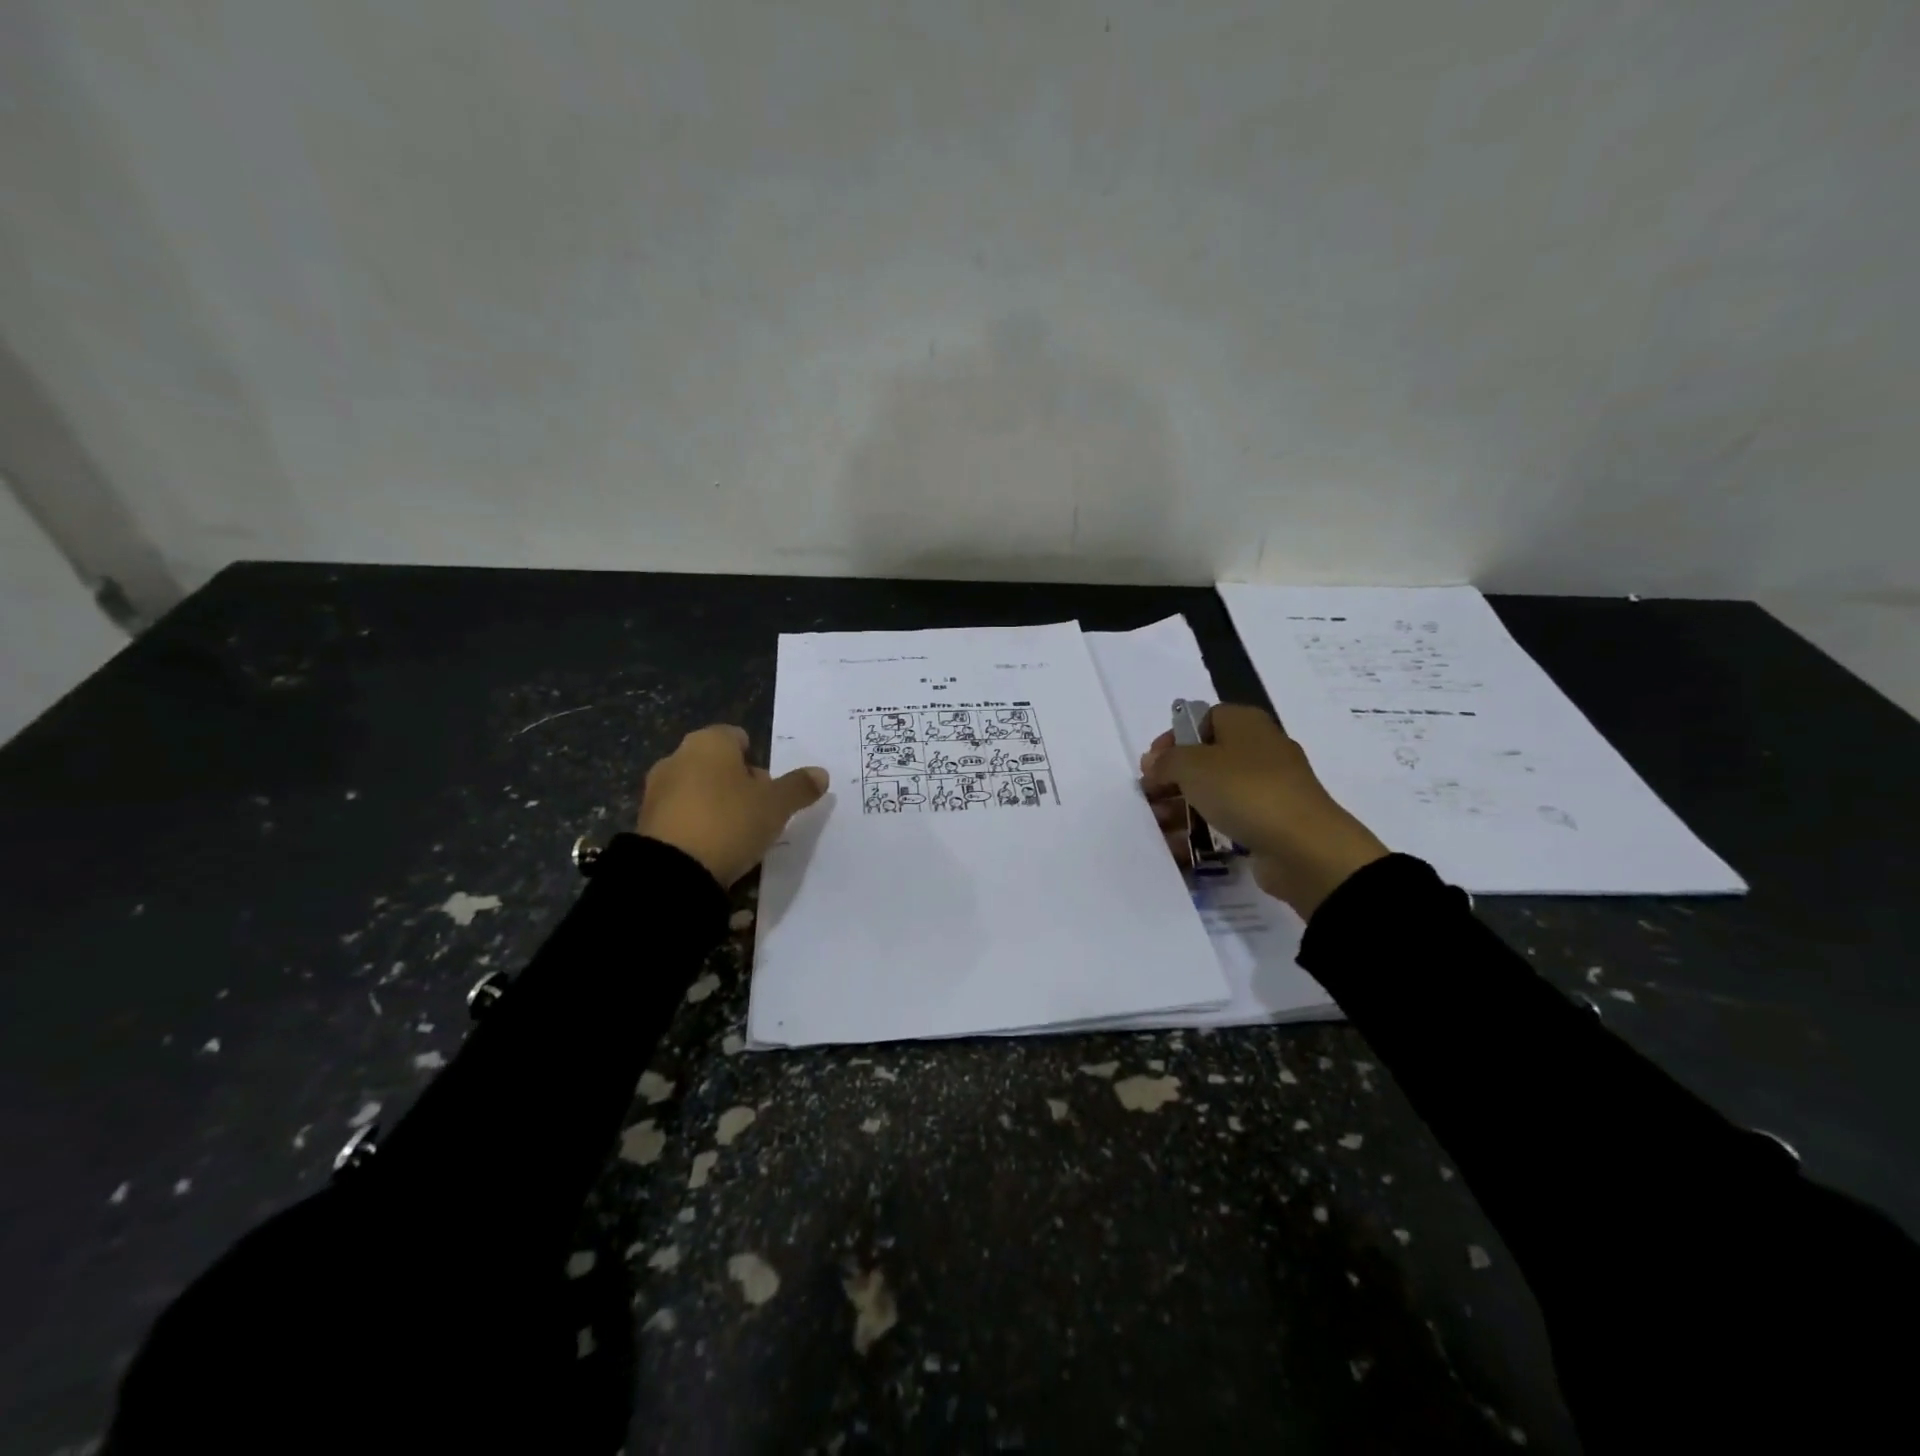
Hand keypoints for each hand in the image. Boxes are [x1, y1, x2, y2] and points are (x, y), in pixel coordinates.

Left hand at [636, 725, 829, 887]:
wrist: (673, 872)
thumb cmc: (730, 822)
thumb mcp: (776, 806)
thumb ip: (798, 787)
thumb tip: (821, 773)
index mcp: (708, 743)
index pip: (737, 737)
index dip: (757, 760)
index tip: (769, 788)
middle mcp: (677, 757)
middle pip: (717, 764)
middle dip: (737, 783)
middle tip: (759, 813)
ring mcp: (656, 789)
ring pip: (697, 789)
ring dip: (716, 805)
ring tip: (737, 835)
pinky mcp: (645, 821)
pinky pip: (680, 815)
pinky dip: (696, 825)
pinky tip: (712, 848)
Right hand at [1140, 704, 1388, 917]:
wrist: (1303, 846)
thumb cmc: (1244, 791)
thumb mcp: (1192, 766)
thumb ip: (1166, 761)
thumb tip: (1155, 764)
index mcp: (1245, 724)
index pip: (1202, 719)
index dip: (1173, 739)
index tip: (1151, 765)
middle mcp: (1259, 749)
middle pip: (1205, 758)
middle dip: (1172, 779)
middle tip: (1150, 798)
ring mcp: (1267, 787)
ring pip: (1214, 791)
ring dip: (1182, 808)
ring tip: (1158, 828)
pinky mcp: (1270, 821)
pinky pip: (1228, 820)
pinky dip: (1204, 830)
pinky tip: (1181, 847)